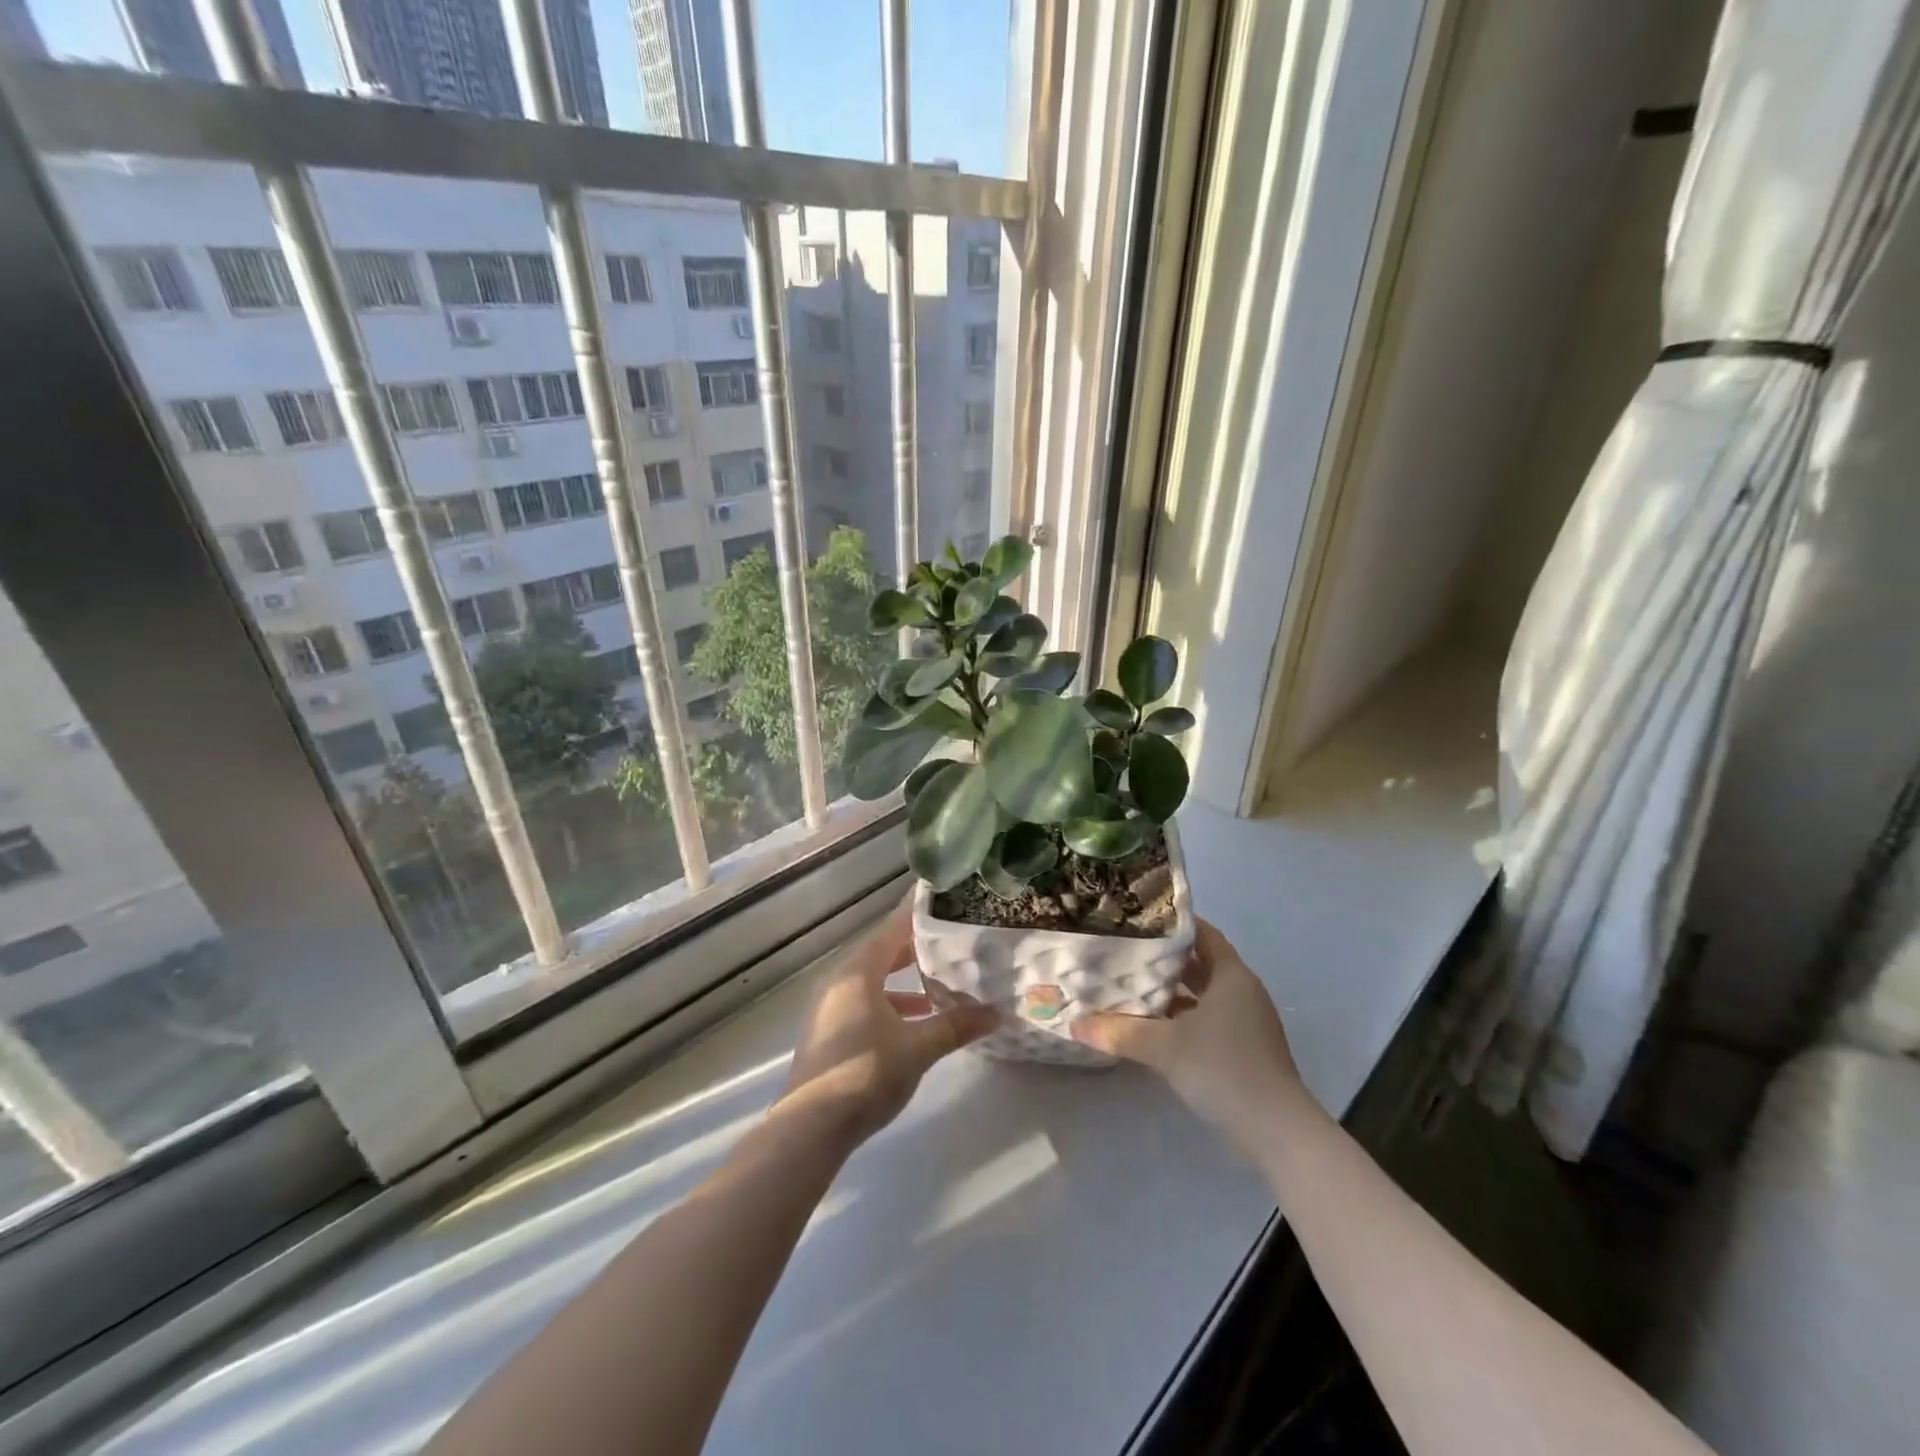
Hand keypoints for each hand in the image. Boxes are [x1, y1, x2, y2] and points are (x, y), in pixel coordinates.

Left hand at [780, 898, 997, 1146]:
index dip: (918, 913)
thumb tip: (995, 1013)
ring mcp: (830, 1008)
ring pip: (874, 981)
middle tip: (952, 941)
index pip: (893, 928)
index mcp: (858, 972)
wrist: (810, 1128)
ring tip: (941, 986)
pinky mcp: (829, 1033)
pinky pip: (865, 1003)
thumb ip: (955, 1026)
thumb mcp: (918, 1047)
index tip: (943, 898)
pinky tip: (916, 1023)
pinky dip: (892, 1004)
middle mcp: (840, 981)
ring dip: (905, 982)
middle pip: (883, 953)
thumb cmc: (866, 1072)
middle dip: (917, 949)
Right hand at [1074, 920, 1313, 1150]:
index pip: (1202, 933)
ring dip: (1172, 991)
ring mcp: (1247, 1021)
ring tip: (1131, 985)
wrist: (1277, 1132)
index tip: (1138, 919)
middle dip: (1165, 959)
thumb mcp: (1165, 1047)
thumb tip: (1075, 1024)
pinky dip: (1183, 1017)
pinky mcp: (1244, 1048)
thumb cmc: (1223, 1069)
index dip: (1172, 924)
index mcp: (1231, 975)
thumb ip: (1120, 1032)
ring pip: (1203, 994)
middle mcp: (1242, 991)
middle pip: (1200, 963)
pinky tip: (1154, 1026)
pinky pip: (1208, 1018)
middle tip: (1125, 951)